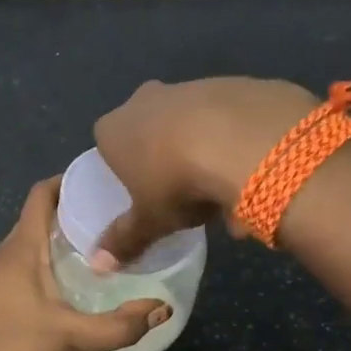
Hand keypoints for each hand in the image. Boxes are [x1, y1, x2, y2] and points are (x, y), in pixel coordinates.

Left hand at [0, 178, 166, 350]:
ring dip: (64, 235)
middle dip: (75, 208)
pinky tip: (78, 278)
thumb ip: (120, 325)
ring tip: (105, 242)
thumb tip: (163, 309)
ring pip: (34, 239)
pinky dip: (53, 257)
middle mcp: (7, 252)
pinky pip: (29, 260)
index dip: (69, 180)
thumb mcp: (73, 337)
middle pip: (41, 214)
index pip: (42, 194)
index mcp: (22, 247)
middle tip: (116, 214)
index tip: (103, 181)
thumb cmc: (13, 347)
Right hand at [90, 77, 315, 264]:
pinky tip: (253, 169)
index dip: (123, 168)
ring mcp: (191, 86)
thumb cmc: (178, 182)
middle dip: (164, 156)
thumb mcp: (150, 221)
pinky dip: (236, 141)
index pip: (107, 144)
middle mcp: (146, 100)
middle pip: (149, 129)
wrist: (245, 140)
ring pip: (192, 123)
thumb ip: (125, 240)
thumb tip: (97, 266)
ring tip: (224, 191)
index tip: (141, 191)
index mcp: (115, 129)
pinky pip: (229, 119)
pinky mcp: (233, 84)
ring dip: (203, 151)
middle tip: (182, 192)